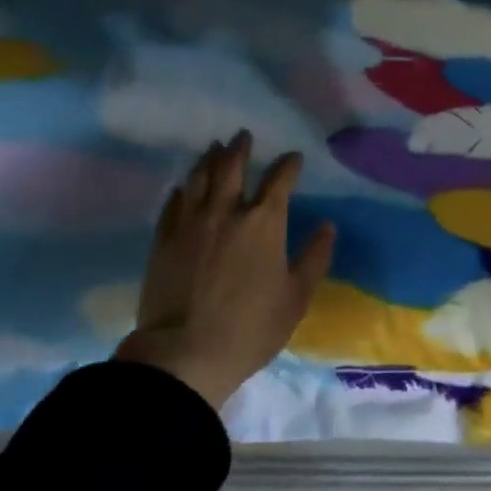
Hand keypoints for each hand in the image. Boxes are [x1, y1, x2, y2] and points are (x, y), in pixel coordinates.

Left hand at [115, 131, 335, 409]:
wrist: (183, 354)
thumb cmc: (250, 328)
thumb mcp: (296, 298)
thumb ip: (315, 258)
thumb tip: (327, 226)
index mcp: (264, 222)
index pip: (280, 179)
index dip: (289, 164)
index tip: (293, 158)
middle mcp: (227, 211)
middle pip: (232, 166)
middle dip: (241, 148)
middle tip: (243, 136)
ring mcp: (191, 222)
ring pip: (200, 177)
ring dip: (209, 159)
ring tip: (214, 148)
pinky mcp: (163, 238)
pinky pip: (173, 202)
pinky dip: (182, 189)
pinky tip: (184, 186)